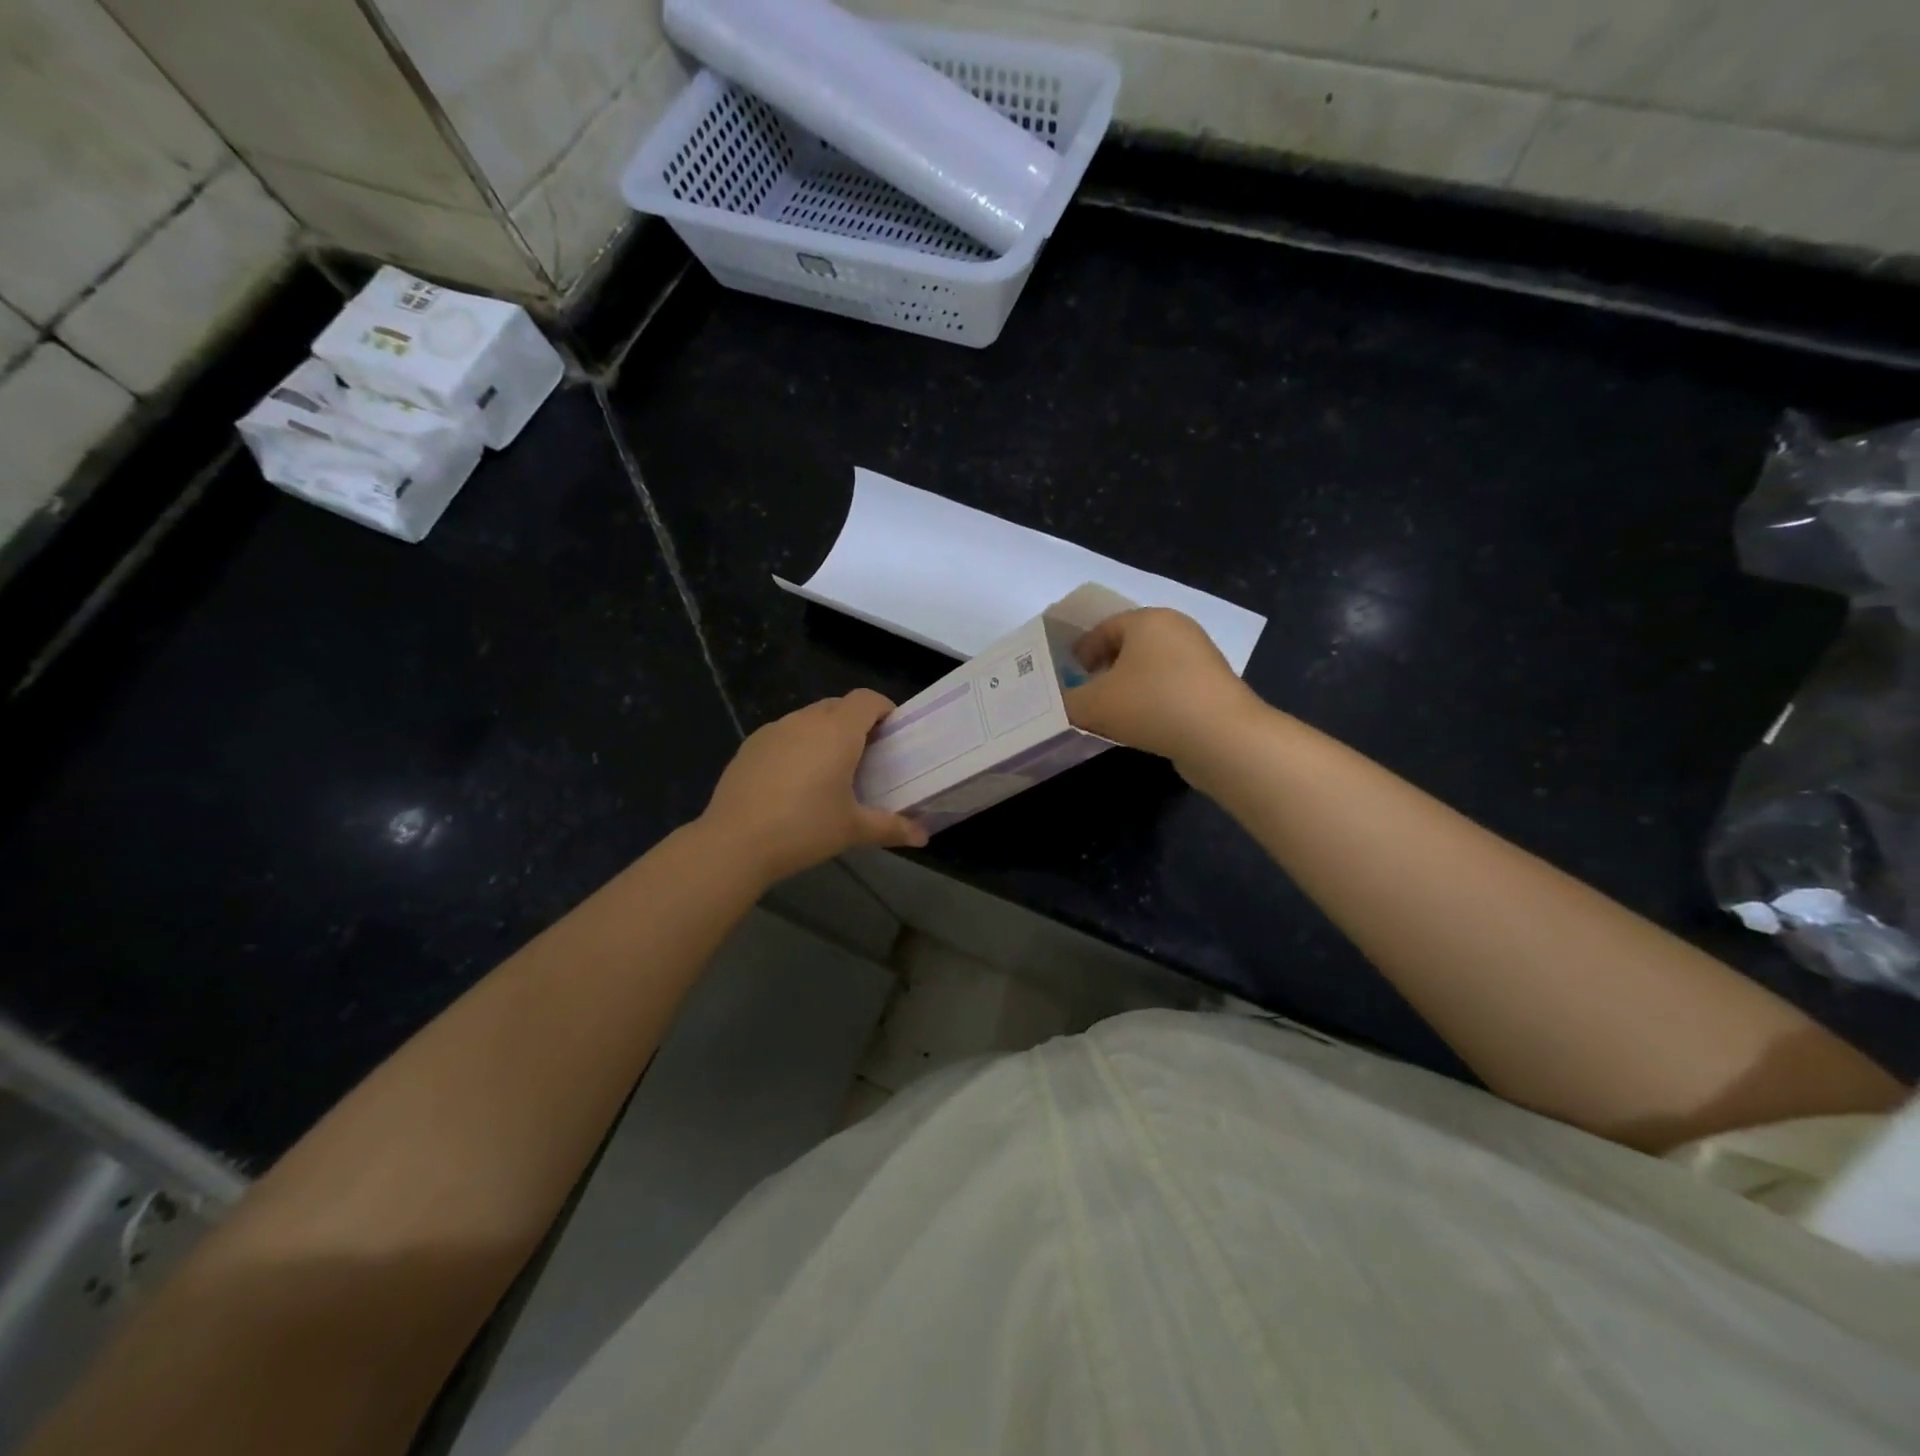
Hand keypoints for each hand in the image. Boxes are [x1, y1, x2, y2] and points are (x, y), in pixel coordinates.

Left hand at [701, 689, 927, 884]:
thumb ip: (891, 827)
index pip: (867, 699)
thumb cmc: (804, 829)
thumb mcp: (853, 829)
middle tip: (867, 756)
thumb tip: (924, 836)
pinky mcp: (750, 745)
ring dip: (825, 733)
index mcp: (838, 731)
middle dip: (856, 722)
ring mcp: (774, 729)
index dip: (884, 709)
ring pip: (809, 718)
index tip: (893, 733)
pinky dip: (798, 745)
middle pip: (839, 705)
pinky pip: (784, 734)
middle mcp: (806, 720)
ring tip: (830, 769)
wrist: (735, 842)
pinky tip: (794, 781)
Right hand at [1064, 608, 1262, 768]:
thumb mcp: (1094, 704)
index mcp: (1148, 620)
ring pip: (1151, 668)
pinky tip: (1141, 726)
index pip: (1104, 627)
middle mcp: (1177, 630)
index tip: (1067, 675)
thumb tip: (1057, 704)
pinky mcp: (1213, 687)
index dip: (1081, 650)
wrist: (1222, 738)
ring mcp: (1200, 658)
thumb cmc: (1152, 705)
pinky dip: (1151, 701)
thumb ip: (1067, 702)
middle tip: (1085, 694)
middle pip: (1129, 646)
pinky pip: (1170, 688)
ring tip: (1110, 714)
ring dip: (1128, 688)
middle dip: (1104, 669)